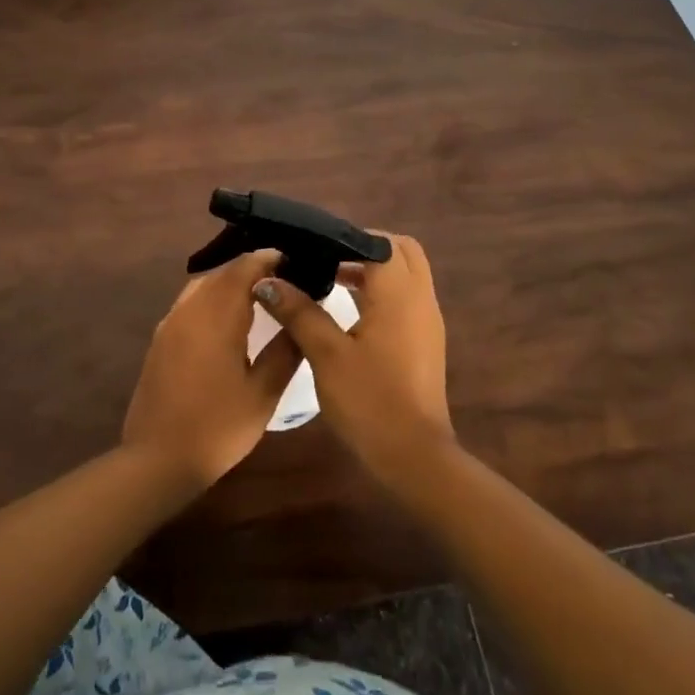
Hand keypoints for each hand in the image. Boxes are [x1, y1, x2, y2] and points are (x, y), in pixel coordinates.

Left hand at [122, 250, 301, 489]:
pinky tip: (227, 317)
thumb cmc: (217, 428)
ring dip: (230, 281)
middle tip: (283, 276)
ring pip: (203, 284)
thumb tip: (302, 318)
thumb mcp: (263, 393)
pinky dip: (212, 296)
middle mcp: (190, 310)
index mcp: (217, 317)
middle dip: (251, 268)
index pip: (244, 268)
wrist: (157, 460)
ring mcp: (170, 323)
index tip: (294, 260)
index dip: (268, 259)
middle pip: (223, 272)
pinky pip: (190, 301)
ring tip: (258, 293)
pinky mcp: (160, 338)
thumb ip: (285, 350)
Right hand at [249, 232, 454, 489]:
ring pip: (406, 273)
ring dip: (373, 269)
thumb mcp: (326, 354)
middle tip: (327, 258)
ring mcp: (428, 320)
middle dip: (365, 247)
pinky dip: (383, 291)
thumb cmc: (369, 401)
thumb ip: (299, 311)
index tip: (312, 246)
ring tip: (330, 279)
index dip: (345, 238)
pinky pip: (407, 297)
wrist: (413, 457)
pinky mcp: (426, 340)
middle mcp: (420, 297)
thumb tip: (267, 281)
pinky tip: (350, 310)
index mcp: (399, 293)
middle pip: (399, 250)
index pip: (377, 241)